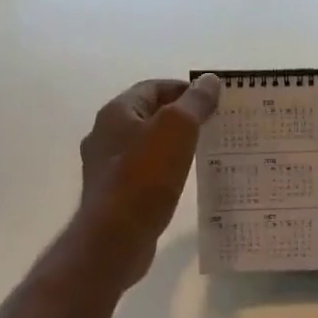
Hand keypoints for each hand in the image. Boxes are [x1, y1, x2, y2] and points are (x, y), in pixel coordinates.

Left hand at [75, 75, 222, 285]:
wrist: (116, 236)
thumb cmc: (145, 176)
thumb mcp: (177, 128)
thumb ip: (194, 102)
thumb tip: (209, 80)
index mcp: (116, 112)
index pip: (153, 87)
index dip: (183, 89)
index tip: (213, 99)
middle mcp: (105, 135)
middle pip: (147, 115)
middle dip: (179, 117)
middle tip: (212, 125)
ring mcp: (106, 167)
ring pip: (145, 145)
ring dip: (171, 145)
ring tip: (202, 152)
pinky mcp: (113, 195)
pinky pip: (143, 173)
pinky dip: (163, 171)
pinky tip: (181, 182)